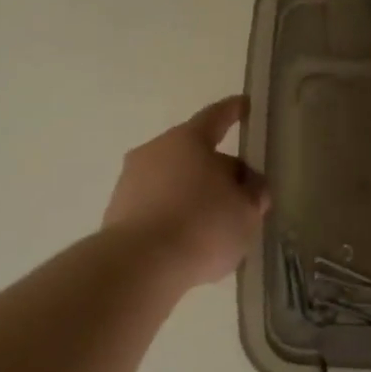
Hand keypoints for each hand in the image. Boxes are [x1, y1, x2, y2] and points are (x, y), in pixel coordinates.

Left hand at [104, 96, 269, 289]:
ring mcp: (131, 181)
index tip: (245, 105)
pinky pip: (156, 207)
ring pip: (173, 181)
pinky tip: (189, 243)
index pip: (216, 117)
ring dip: (193, 196)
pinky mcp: (117, 213)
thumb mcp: (247, 212)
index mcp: (188, 140)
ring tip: (216, 226)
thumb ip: (253, 194)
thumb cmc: (202, 227)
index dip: (233, 111)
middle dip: (218, 170)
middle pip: (194, 153)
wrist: (140, 266)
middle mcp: (155, 151)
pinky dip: (174, 217)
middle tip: (241, 195)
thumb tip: (249, 187)